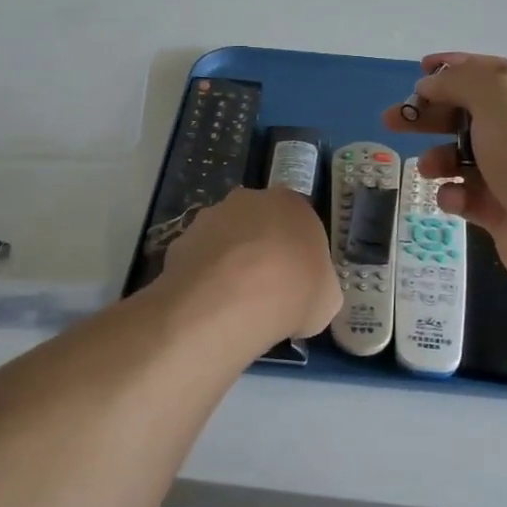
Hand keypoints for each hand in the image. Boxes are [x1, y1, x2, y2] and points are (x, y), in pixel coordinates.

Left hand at [159, 186, 340, 344]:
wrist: (231, 301)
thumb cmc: (293, 293)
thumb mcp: (326, 299)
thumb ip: (318, 288)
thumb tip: (308, 296)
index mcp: (292, 204)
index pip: (298, 223)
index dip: (296, 254)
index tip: (295, 282)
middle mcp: (250, 200)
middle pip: (258, 225)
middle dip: (260, 252)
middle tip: (265, 291)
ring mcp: (210, 217)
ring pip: (224, 239)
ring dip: (229, 263)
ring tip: (233, 304)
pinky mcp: (180, 240)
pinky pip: (198, 260)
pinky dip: (203, 278)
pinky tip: (209, 306)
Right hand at [382, 53, 506, 298]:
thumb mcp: (498, 96)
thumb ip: (461, 81)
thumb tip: (432, 84)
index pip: (487, 72)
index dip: (453, 68)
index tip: (418, 70)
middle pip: (467, 114)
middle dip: (429, 114)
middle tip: (392, 120)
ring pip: (461, 158)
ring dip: (438, 159)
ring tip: (427, 168)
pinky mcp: (502, 211)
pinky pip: (466, 196)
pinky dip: (454, 196)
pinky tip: (456, 199)